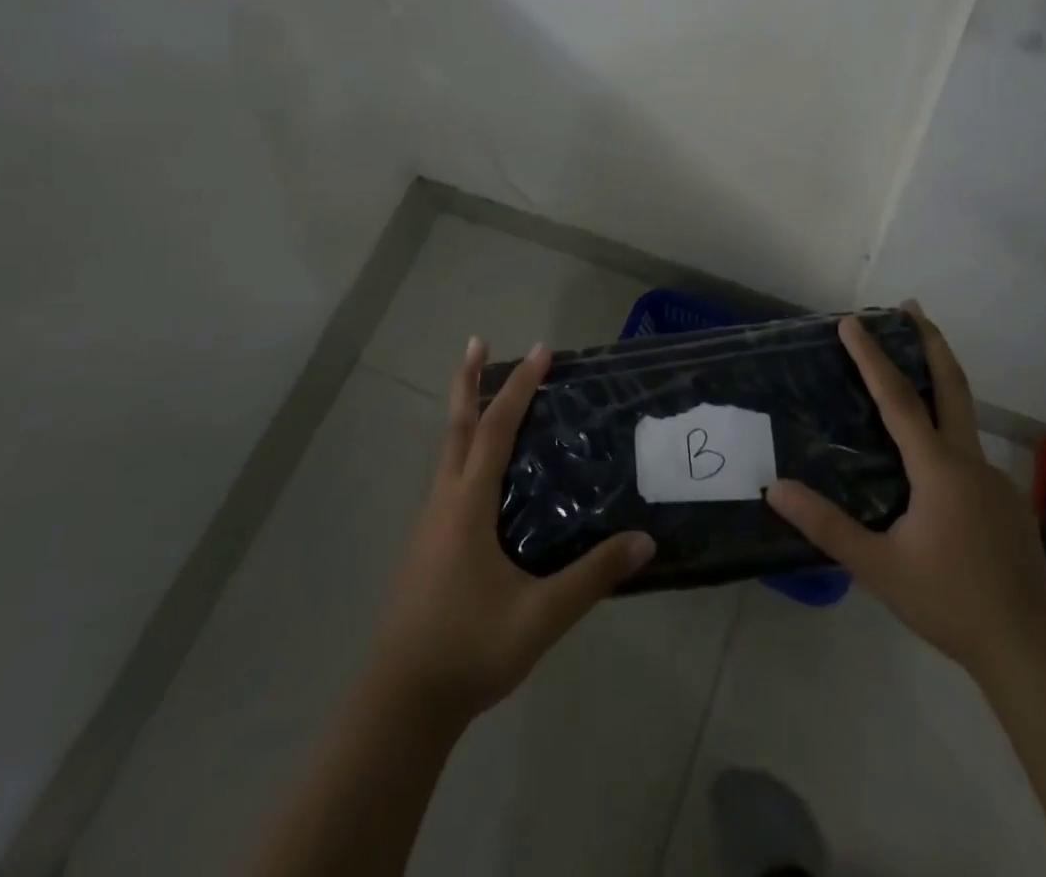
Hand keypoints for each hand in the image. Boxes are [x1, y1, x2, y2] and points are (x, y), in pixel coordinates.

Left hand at [370, 338, 655, 726]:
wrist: (401, 703)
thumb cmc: (468, 649)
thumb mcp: (540, 616)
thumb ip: (592, 577)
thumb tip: (644, 541)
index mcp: (468, 504)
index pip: (497, 429)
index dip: (519, 387)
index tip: (542, 351)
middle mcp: (445, 501)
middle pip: (457, 426)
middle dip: (468, 380)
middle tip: (477, 341)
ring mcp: (431, 523)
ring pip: (448, 451)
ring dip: (465, 413)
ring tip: (484, 393)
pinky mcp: (428, 544)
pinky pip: (450, 476)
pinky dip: (465, 449)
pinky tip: (481, 471)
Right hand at [765, 305, 1045, 678]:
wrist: (1032, 651)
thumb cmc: (950, 603)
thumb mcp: (879, 568)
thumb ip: (826, 527)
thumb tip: (775, 488)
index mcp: (938, 469)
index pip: (898, 398)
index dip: (872, 357)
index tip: (851, 321)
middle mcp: (970, 462)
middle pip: (952, 385)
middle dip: (931, 340)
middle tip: (911, 306)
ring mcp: (995, 481)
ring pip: (963, 417)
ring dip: (938, 381)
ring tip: (911, 371)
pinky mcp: (1006, 502)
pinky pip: (969, 452)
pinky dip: (946, 429)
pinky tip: (930, 461)